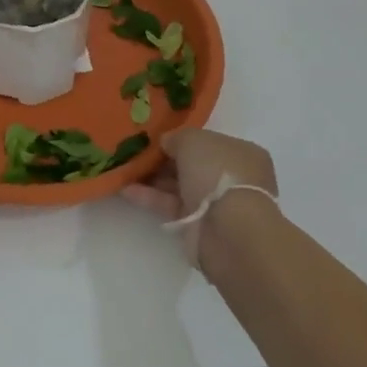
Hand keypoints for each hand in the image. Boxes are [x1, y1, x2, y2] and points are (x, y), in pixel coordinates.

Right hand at [122, 129, 277, 272]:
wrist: (227, 230)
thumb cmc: (216, 172)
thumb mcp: (192, 139)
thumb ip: (176, 138)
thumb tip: (166, 143)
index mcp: (242, 153)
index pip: (209, 142)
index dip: (183, 138)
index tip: (157, 136)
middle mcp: (232, 178)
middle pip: (193, 164)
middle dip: (165, 159)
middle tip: (135, 151)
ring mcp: (216, 204)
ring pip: (180, 186)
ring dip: (153, 178)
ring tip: (124, 168)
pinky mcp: (199, 227)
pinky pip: (171, 206)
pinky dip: (150, 197)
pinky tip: (125, 189)